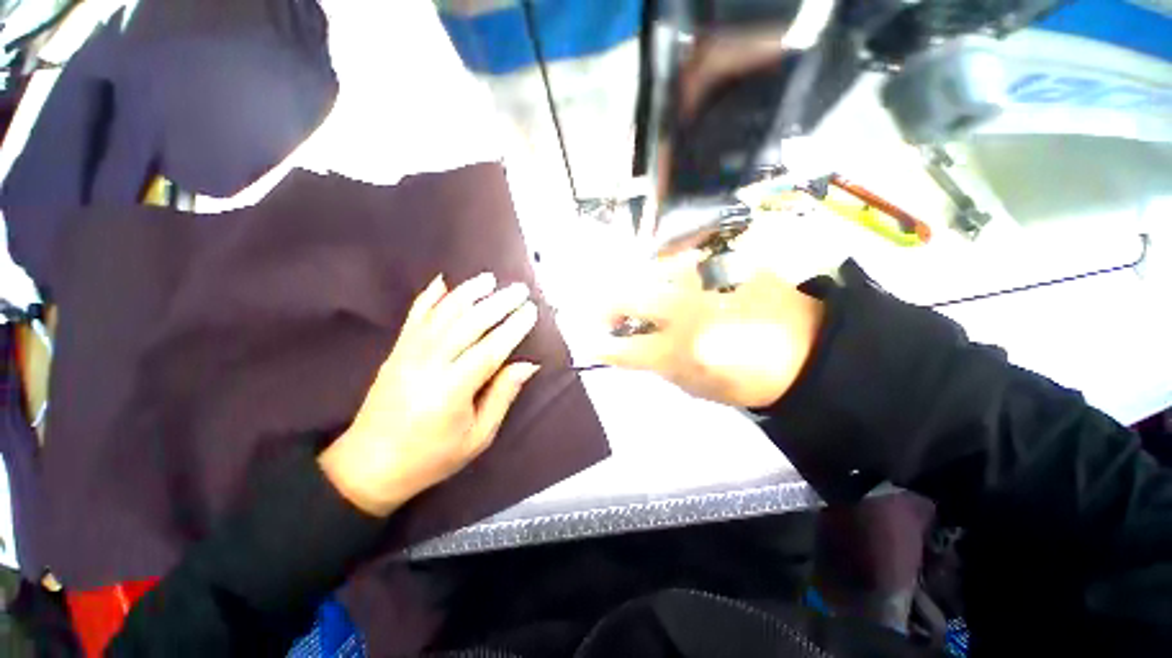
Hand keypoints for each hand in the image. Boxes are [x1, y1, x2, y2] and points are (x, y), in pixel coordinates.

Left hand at [319, 273, 540, 516]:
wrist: (370, 465)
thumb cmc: (431, 456)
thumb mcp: (478, 437)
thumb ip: (502, 396)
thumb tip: (527, 365)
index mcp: (452, 389)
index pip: (490, 349)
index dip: (513, 327)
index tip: (530, 310)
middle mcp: (429, 364)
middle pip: (469, 324)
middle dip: (498, 303)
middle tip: (519, 289)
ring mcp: (408, 354)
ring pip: (442, 314)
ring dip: (467, 293)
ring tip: (489, 278)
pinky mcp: (396, 351)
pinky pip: (413, 317)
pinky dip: (428, 296)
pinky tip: (442, 281)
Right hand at [596, 258, 823, 407]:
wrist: (807, 350)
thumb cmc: (748, 379)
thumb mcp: (697, 386)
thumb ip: (658, 365)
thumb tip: (630, 346)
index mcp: (683, 350)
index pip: (626, 348)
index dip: (605, 346)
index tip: (594, 342)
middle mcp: (688, 310)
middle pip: (630, 296)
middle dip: (608, 305)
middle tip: (604, 313)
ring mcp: (706, 280)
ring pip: (654, 269)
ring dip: (638, 283)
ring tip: (640, 294)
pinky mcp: (727, 262)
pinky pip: (685, 259)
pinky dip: (669, 270)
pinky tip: (673, 280)